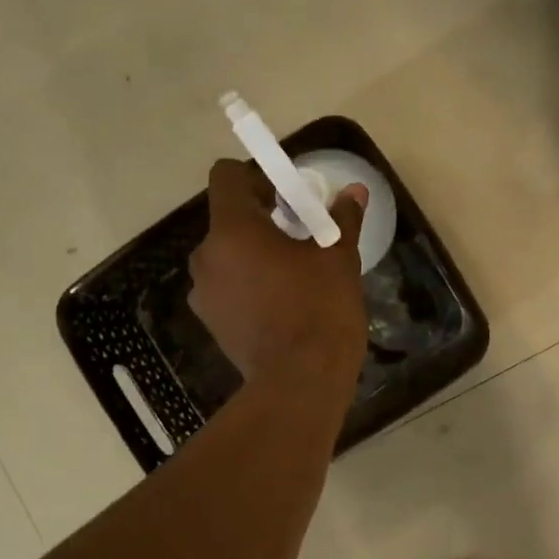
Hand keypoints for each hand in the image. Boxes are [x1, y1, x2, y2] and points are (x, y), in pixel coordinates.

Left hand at [188, 159, 368, 390]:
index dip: (254, 177)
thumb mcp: (338, 258)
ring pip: (225, 255)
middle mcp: (206, 256)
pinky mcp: (209, 321)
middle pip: (227, 219)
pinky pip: (225, 286)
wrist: (300, 381)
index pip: (225, 177)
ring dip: (252, 254)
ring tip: (290, 275)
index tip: (285, 198)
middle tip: (298, 237)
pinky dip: (245, 284)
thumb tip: (354, 191)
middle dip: (259, 220)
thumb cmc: (320, 309)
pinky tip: (278, 304)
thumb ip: (341, 219)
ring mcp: (203, 292)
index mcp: (233, 230)